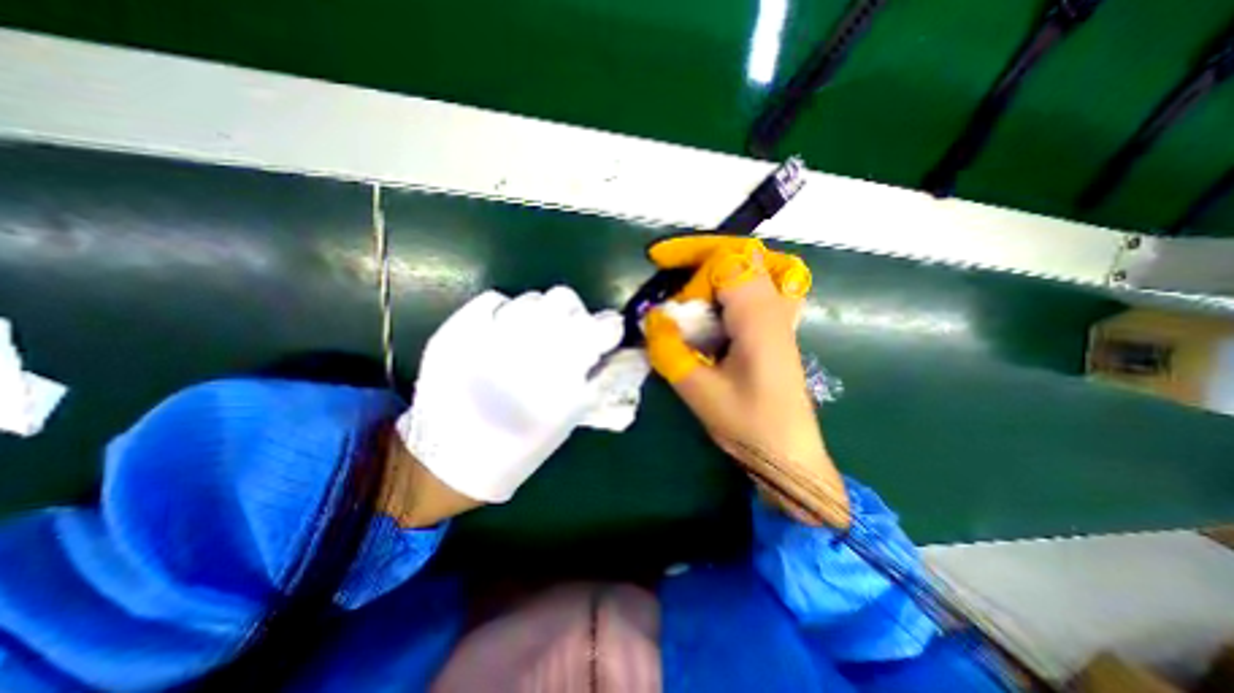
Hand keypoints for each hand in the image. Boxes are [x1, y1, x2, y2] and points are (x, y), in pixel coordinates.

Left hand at [390, 286, 622, 524]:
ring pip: (532, 297)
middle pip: (564, 298)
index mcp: (563, 369)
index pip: (603, 326)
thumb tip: (624, 354)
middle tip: (563, 334)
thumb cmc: (521, 444)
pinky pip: (493, 299)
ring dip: (539, 313)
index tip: (604, 336)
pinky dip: (502, 310)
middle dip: (572, 313)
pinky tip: (500, 331)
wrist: (452, 458)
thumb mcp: (570, 416)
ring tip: (528, 337)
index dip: (608, 327)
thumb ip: (600, 380)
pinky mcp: (458, 331)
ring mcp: (491, 334)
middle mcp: (531, 344)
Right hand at [647, 236, 848, 527]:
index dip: (691, 258)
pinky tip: (712, 305)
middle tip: (670, 268)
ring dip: (717, 268)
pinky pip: (759, 287)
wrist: (790, 454)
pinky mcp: (778, 328)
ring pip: (754, 267)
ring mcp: (782, 316)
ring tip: (687, 283)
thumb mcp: (699, 391)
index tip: (659, 266)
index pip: (727, 260)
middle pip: (743, 255)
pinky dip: (732, 284)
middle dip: (702, 256)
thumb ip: (671, 350)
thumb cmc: (749, 425)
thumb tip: (652, 318)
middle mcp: (775, 307)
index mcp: (758, 317)